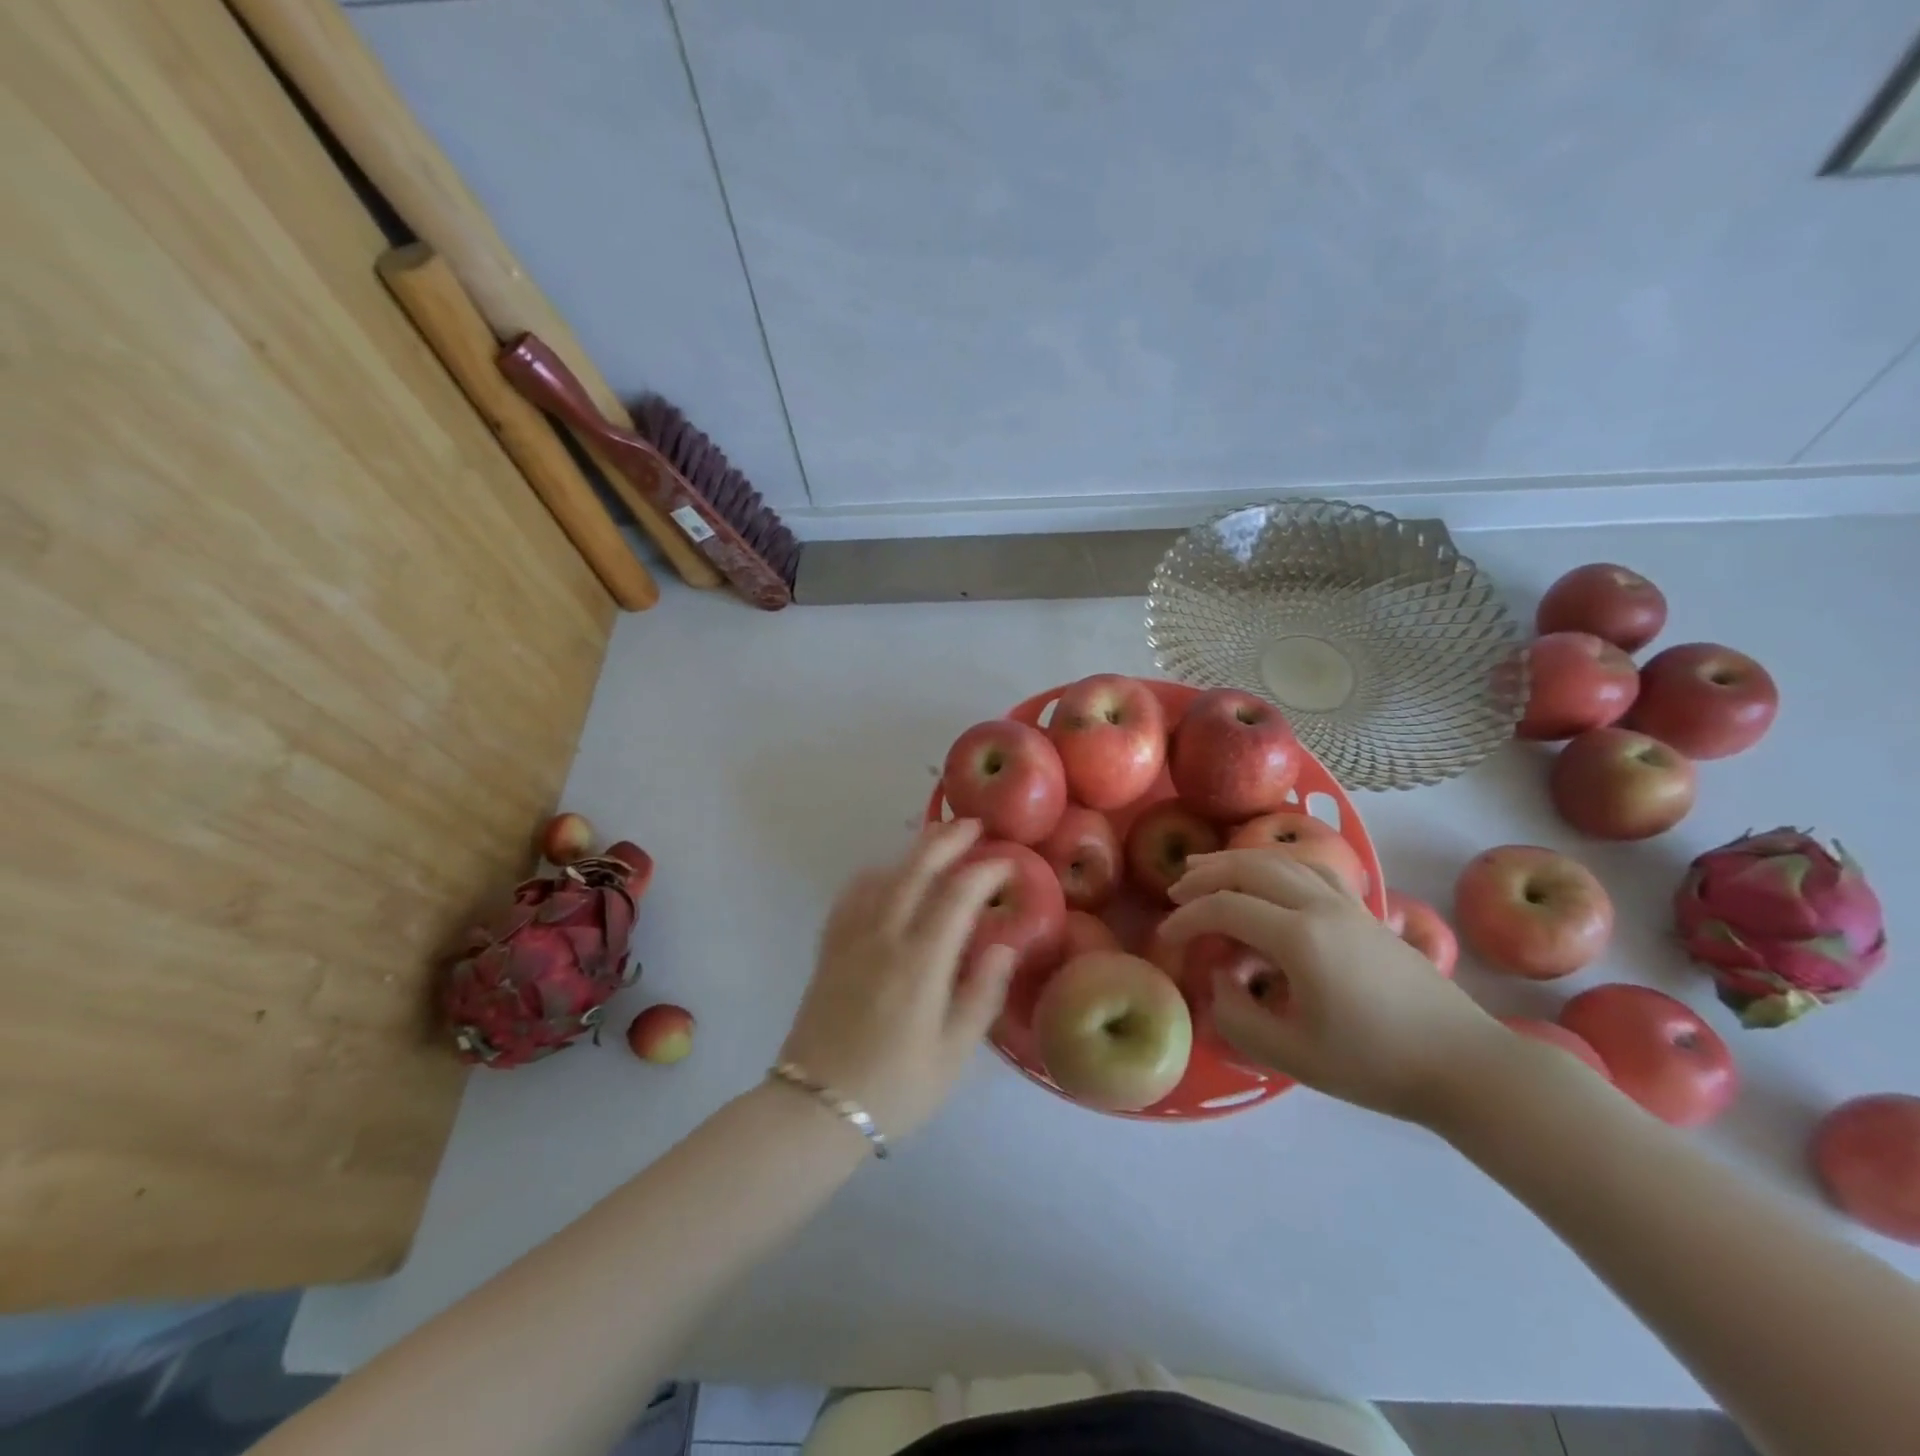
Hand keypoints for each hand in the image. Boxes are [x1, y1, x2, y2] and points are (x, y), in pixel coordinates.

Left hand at [777, 820, 1014, 1141]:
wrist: (815, 1108)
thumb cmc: (895, 1088)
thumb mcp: (952, 1054)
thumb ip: (981, 995)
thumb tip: (1004, 945)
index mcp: (920, 964)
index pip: (956, 897)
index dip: (983, 871)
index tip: (1006, 861)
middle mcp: (883, 938)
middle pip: (915, 870)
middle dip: (946, 841)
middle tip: (972, 825)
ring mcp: (850, 939)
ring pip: (883, 876)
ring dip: (912, 851)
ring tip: (936, 838)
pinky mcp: (829, 949)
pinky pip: (851, 896)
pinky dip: (875, 874)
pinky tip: (886, 875)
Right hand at [1159, 851, 1502, 1123]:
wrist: (1465, 1065)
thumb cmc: (1376, 1066)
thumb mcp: (1293, 1056)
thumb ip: (1238, 1017)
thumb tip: (1219, 981)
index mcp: (1301, 939)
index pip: (1226, 908)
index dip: (1188, 918)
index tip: (1166, 936)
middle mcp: (1321, 906)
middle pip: (1250, 867)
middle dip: (1206, 874)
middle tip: (1176, 890)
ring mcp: (1348, 903)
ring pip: (1282, 859)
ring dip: (1239, 860)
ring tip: (1210, 868)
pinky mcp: (1365, 911)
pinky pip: (1313, 867)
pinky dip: (1279, 862)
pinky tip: (1271, 876)